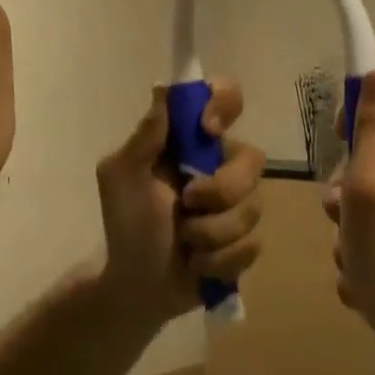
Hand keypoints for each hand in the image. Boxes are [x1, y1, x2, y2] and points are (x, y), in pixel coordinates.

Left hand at [95, 82, 264, 327]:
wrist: (134, 286)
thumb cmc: (125, 223)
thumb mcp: (121, 175)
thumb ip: (145, 135)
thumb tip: (162, 88)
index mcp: (192, 140)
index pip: (226, 97)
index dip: (225, 103)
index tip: (207, 129)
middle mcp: (221, 163)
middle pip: (252, 158)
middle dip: (221, 188)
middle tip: (187, 203)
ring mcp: (238, 203)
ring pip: (253, 207)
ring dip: (212, 232)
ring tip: (186, 243)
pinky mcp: (246, 242)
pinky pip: (252, 245)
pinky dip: (219, 260)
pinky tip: (197, 264)